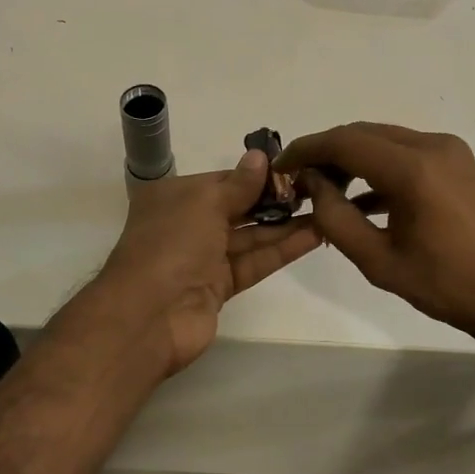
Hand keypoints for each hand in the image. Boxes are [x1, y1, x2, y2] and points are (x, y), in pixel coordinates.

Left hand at [88, 150, 321, 377]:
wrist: (149, 316)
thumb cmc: (172, 245)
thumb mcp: (205, 203)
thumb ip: (239, 184)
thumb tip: (260, 157)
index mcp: (175, 196)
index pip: (223, 180)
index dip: (257, 175)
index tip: (294, 168)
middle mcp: (188, 224)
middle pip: (238, 208)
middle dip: (275, 200)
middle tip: (317, 189)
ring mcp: (204, 258)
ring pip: (251, 236)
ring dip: (286, 225)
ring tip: (325, 210)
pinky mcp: (220, 286)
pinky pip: (254, 262)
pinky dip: (282, 250)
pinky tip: (314, 236)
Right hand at [276, 123, 474, 350]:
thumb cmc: (447, 285)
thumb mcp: (379, 261)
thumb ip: (336, 219)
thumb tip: (313, 185)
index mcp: (412, 168)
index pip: (344, 142)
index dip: (306, 150)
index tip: (280, 166)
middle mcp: (432, 146)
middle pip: (364, 134)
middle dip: (326, 152)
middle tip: (298, 180)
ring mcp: (450, 152)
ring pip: (385, 141)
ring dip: (352, 159)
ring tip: (324, 190)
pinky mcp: (460, 164)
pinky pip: (407, 154)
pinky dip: (379, 168)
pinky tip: (361, 199)